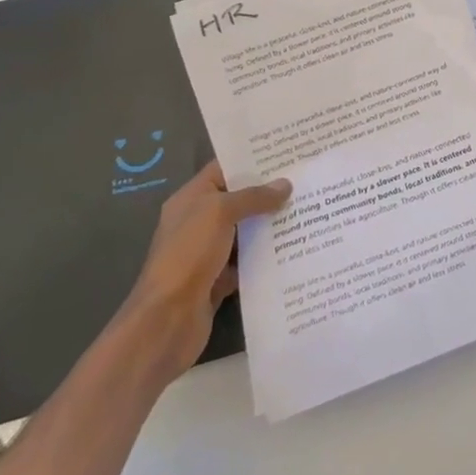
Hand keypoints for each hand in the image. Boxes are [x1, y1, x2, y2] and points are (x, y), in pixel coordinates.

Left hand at [121, 158, 291, 380]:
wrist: (167, 320)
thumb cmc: (188, 254)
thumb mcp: (219, 213)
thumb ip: (253, 197)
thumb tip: (285, 185)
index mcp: (191, 200)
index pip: (223, 169)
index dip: (252, 160)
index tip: (286, 154)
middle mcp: (198, 222)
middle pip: (237, 200)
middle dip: (268, 192)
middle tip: (305, 180)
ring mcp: (208, 253)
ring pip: (245, 231)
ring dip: (270, 224)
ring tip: (308, 209)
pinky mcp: (219, 280)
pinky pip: (247, 261)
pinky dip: (266, 256)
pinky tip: (295, 246)